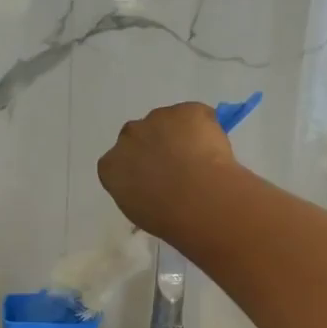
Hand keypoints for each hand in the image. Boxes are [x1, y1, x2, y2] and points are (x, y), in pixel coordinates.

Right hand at [97, 102, 239, 237]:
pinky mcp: (187, 110)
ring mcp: (157, 118)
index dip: (137, 169)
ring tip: (200, 162)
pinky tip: (215, 152)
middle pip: (140, 136)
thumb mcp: (140, 212)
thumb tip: (153, 190)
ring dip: (180, 135)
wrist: (199, 199)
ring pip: (168, 122)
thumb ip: (138, 192)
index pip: (117, 162)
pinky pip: (196, 116)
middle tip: (178, 169)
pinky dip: (205, 128)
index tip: (152, 180)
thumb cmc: (166, 217)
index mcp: (111, 165)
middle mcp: (128, 136)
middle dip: (155, 146)